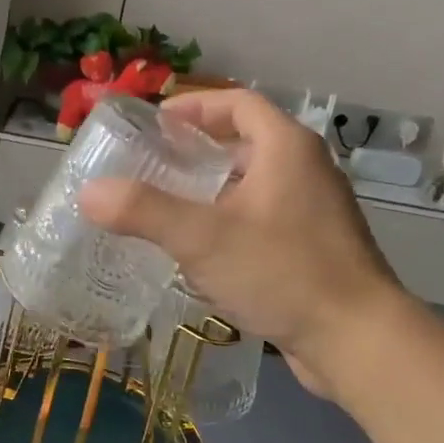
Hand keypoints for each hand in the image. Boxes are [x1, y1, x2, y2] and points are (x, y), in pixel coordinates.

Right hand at [79, 88, 405, 396]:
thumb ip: (143, 211)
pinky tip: (200, 254)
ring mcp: (313, 211)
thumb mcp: (203, 238)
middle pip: (244, 143)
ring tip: (165, 210)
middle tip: (149, 169)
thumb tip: (88, 192)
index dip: (194, 107)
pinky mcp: (312, 248)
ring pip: (252, 186)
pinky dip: (228, 223)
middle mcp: (305, 170)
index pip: (237, 103)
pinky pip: (261, 220)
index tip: (154, 125)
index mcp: (286, 148)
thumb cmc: (282, 273)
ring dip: (210, 191)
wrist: (355, 339)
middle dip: (196, 152)